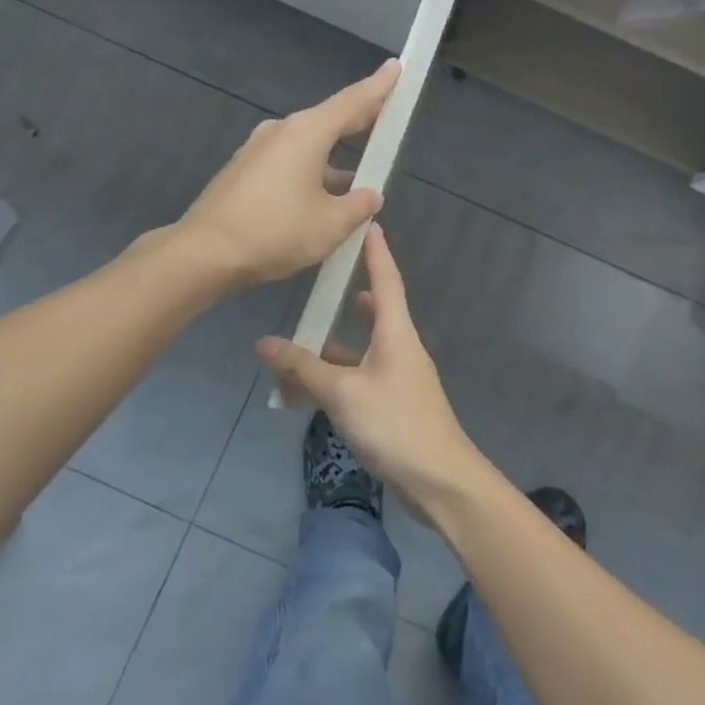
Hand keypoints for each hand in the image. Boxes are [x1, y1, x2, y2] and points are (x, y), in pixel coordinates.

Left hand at [176, 60, 399, 288]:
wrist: (204, 253)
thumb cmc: (275, 232)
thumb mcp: (331, 225)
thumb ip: (358, 206)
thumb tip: (370, 195)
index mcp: (306, 133)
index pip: (352, 102)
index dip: (379, 87)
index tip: (396, 66)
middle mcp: (281, 132)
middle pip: (329, 122)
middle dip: (359, 122)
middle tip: (385, 118)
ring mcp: (258, 151)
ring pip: (308, 148)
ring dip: (333, 161)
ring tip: (358, 182)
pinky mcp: (243, 172)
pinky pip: (288, 164)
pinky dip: (310, 174)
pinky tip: (319, 201)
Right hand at [256, 222, 490, 517]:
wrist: (440, 481)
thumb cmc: (395, 424)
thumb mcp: (343, 393)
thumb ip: (303, 368)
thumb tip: (264, 343)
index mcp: (396, 333)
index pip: (386, 279)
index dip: (375, 251)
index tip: (367, 222)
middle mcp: (400, 348)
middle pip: (374, 312)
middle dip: (348, 296)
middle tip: (319, 280)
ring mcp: (398, 378)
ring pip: (360, 351)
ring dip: (331, 349)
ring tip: (295, 344)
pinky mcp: (393, 405)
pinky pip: (358, 380)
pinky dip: (335, 379)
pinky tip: (307, 391)